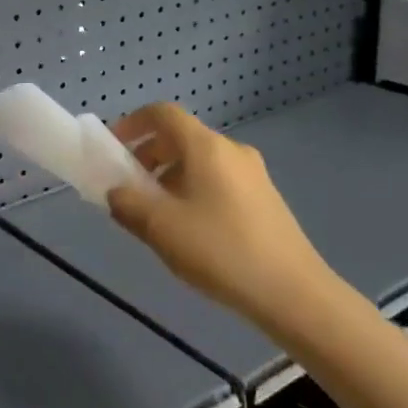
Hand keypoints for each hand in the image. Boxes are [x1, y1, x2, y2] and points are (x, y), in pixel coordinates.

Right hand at [105, 102, 344, 323]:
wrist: (293, 293)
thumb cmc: (220, 250)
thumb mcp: (160, 228)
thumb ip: (128, 203)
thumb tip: (116, 192)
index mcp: (206, 147)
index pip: (163, 113)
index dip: (133, 123)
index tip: (113, 149)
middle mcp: (232, 151)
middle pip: (181, 137)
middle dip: (148, 156)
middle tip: (129, 189)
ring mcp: (253, 175)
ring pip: (199, 162)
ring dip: (169, 178)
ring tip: (156, 217)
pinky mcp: (264, 199)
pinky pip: (218, 181)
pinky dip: (193, 191)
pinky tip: (190, 231)